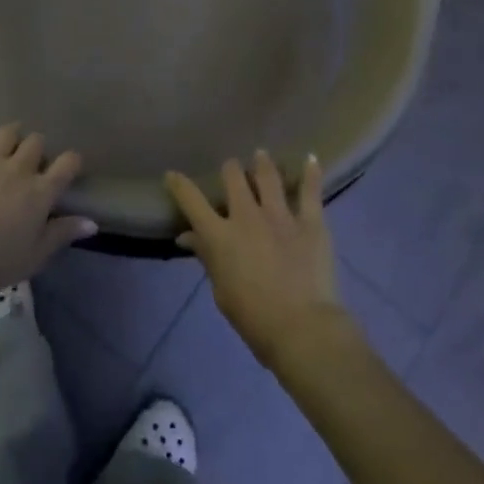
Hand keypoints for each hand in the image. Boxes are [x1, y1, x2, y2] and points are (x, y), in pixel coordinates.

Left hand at [0, 107, 92, 298]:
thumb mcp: (36, 255)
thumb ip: (63, 233)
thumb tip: (93, 222)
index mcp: (41, 191)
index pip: (67, 164)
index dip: (71, 161)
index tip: (69, 165)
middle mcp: (20, 168)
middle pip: (36, 143)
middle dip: (36, 148)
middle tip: (30, 159)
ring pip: (8, 132)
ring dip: (11, 134)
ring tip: (8, 138)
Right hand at [166, 151, 348, 369]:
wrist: (301, 328)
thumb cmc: (254, 318)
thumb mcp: (221, 292)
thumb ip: (207, 258)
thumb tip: (187, 237)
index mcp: (220, 236)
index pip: (192, 201)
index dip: (179, 185)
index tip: (172, 175)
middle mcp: (247, 216)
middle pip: (233, 177)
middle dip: (230, 170)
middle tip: (232, 170)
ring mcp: (280, 215)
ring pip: (268, 176)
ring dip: (262, 163)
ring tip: (261, 156)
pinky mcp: (310, 221)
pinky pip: (309, 191)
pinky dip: (310, 173)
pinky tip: (310, 158)